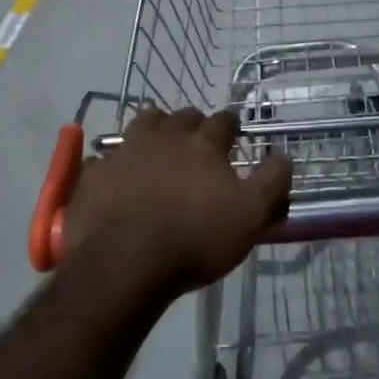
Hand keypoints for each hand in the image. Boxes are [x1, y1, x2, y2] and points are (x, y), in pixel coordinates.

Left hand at [62, 106, 291, 295]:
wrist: (125, 262)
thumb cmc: (195, 239)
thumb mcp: (251, 216)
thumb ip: (272, 182)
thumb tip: (283, 156)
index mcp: (204, 144)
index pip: (223, 121)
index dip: (230, 127)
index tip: (233, 137)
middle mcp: (165, 137)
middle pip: (183, 116)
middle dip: (193, 125)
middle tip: (197, 144)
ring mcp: (126, 150)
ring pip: (144, 123)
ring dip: (155, 129)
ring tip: (158, 148)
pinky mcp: (95, 172)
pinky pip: (106, 157)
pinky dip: (116, 162)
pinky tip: (118, 177)